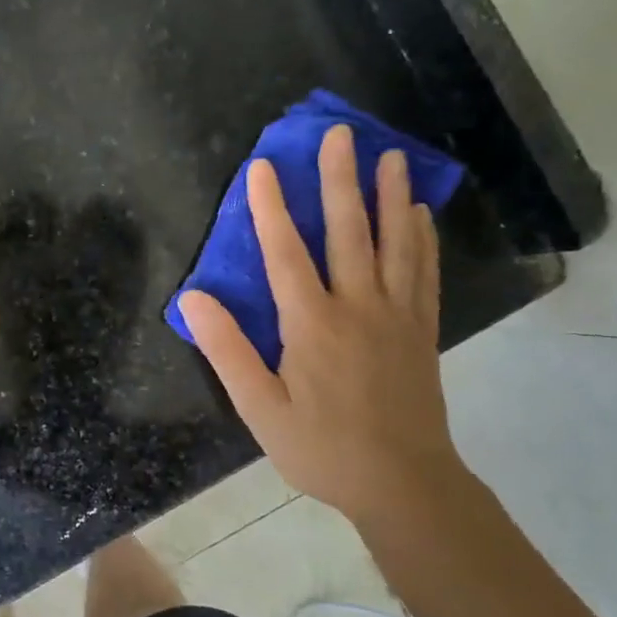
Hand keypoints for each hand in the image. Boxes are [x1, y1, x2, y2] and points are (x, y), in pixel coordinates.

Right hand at [178, 126, 464, 527]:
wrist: (403, 483)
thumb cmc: (321, 448)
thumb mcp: (259, 409)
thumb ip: (227, 350)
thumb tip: (192, 298)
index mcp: (311, 324)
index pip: (286, 252)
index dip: (271, 207)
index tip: (264, 166)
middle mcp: (357, 307)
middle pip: (348, 232)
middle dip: (340, 180)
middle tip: (341, 134)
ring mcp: (396, 316)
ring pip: (394, 243)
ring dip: (389, 196)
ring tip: (390, 155)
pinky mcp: (421, 331)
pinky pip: (423, 274)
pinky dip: (422, 240)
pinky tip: (419, 215)